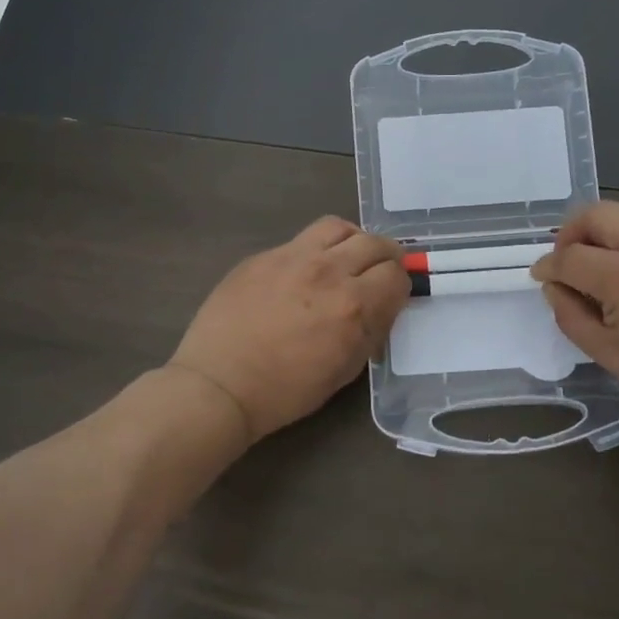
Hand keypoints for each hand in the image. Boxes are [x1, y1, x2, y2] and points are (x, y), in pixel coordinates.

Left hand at [169, 215, 408, 443]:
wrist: (219, 384)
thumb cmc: (285, 391)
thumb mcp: (344, 371)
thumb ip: (370, 332)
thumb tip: (381, 308)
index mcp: (353, 305)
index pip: (396, 275)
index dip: (400, 286)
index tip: (392, 297)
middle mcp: (328, 271)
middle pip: (374, 243)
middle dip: (385, 258)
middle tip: (378, 273)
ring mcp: (292, 257)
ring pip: (338, 227)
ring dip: (352, 241)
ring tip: (345, 259)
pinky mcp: (263, 256)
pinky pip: (301, 240)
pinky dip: (315, 250)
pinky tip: (304, 273)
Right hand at [531, 196, 618, 433]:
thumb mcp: (613, 358)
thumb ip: (572, 318)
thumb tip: (553, 288)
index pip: (568, 257)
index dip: (547, 268)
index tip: (542, 277)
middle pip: (594, 214)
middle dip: (571, 234)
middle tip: (570, 259)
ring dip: (608, 224)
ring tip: (609, 251)